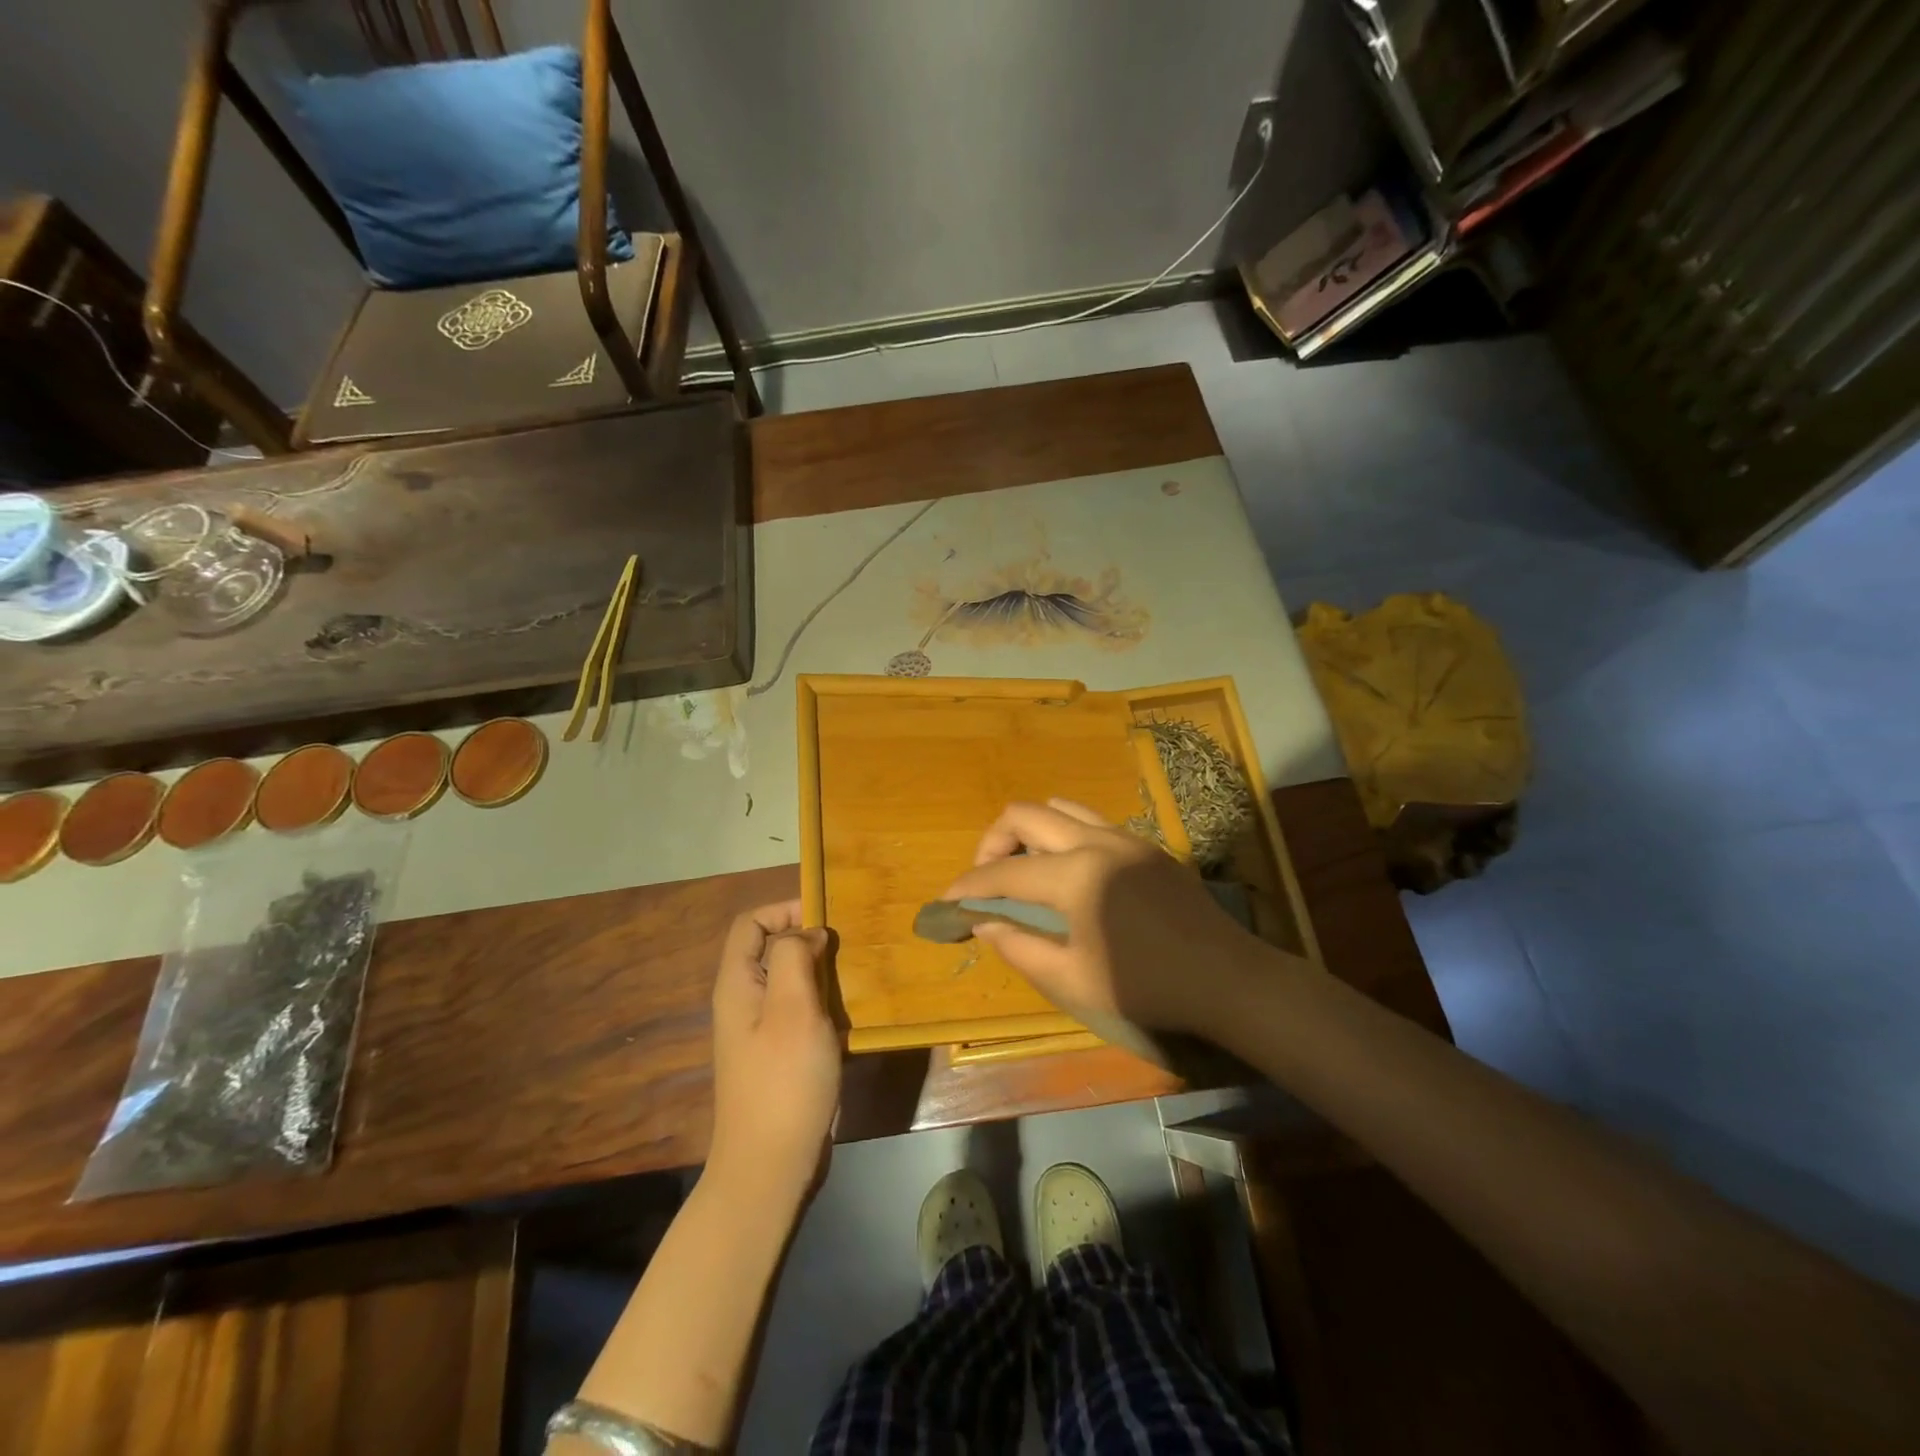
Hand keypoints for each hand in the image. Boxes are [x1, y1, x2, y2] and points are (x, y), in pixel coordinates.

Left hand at [707, 900, 840, 1208]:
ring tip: (854, 976)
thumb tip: (808, 933)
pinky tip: (849, 1013)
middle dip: (808, 939)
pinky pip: (800, 1010)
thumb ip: (794, 956)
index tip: (826, 919)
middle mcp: (744, 1000)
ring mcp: (760, 1029)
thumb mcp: (792, 1008)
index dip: (785, 909)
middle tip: (848, 948)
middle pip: (770, 948)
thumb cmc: (783, 1080)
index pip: (751, 922)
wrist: (770, 1165)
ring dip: (820, 972)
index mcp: (737, 983)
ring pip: (789, 979)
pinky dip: (823, 1002)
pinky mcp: (779, 1053)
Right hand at [943, 799, 1295, 1038]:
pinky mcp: (1146, 846)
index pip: (1004, 873)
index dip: (968, 886)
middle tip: (986, 880)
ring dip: (1030, 832)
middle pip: (1024, 815)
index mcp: (1075, 875)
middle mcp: (1095, 841)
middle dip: (992, 843)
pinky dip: (1063, 837)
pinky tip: (1068, 875)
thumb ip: (1021, 948)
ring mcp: (1124, 838)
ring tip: (1025, 870)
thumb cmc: (1147, 986)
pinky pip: (1090, 822)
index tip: (947, 902)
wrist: (1227, 978)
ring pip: (1059, 808)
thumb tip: (984, 924)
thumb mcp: (1073, 980)